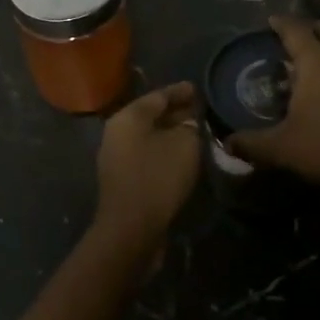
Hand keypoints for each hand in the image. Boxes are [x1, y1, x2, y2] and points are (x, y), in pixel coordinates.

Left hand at [91, 81, 201, 248]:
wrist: (131, 229)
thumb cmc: (158, 177)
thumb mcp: (185, 144)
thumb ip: (191, 126)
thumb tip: (190, 123)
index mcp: (128, 117)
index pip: (158, 95)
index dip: (181, 91)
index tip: (200, 89)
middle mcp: (117, 132)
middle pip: (151, 115)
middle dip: (177, 112)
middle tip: (201, 111)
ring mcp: (117, 157)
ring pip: (150, 137)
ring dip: (172, 134)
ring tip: (197, 132)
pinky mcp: (123, 179)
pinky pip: (148, 155)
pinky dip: (166, 151)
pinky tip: (184, 156)